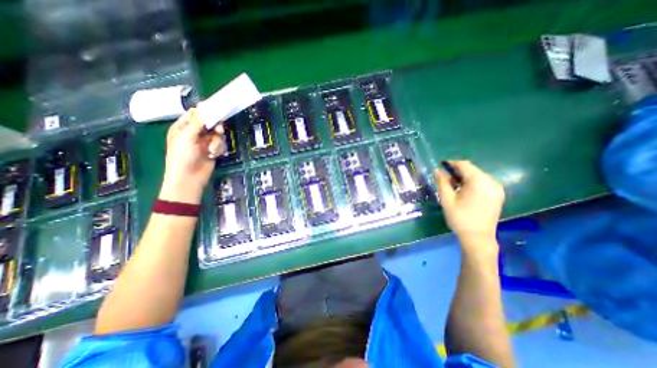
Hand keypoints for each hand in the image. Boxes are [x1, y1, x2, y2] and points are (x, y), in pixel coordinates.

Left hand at [158, 107, 223, 204]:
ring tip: (211, 150)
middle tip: (218, 130)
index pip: (195, 114)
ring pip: (217, 135)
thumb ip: (197, 122)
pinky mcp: (212, 150)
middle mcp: (194, 133)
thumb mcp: (187, 137)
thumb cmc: (182, 156)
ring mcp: (204, 142)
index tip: (216, 109)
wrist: (189, 178)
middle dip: (214, 128)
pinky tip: (213, 155)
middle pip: (209, 124)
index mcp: (183, 127)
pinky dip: (218, 149)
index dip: (205, 111)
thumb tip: (203, 107)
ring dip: (216, 142)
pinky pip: (220, 144)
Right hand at [436, 159, 503, 247]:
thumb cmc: (460, 218)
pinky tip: (465, 192)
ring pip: (477, 175)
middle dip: (457, 172)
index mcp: (478, 182)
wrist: (478, 238)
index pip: (464, 165)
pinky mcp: (498, 194)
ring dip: (464, 177)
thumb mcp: (446, 199)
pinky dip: (472, 183)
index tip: (441, 167)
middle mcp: (491, 182)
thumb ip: (442, 183)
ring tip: (454, 187)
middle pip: (472, 169)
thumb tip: (438, 171)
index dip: (451, 164)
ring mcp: (497, 188)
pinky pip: (483, 182)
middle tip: (446, 180)